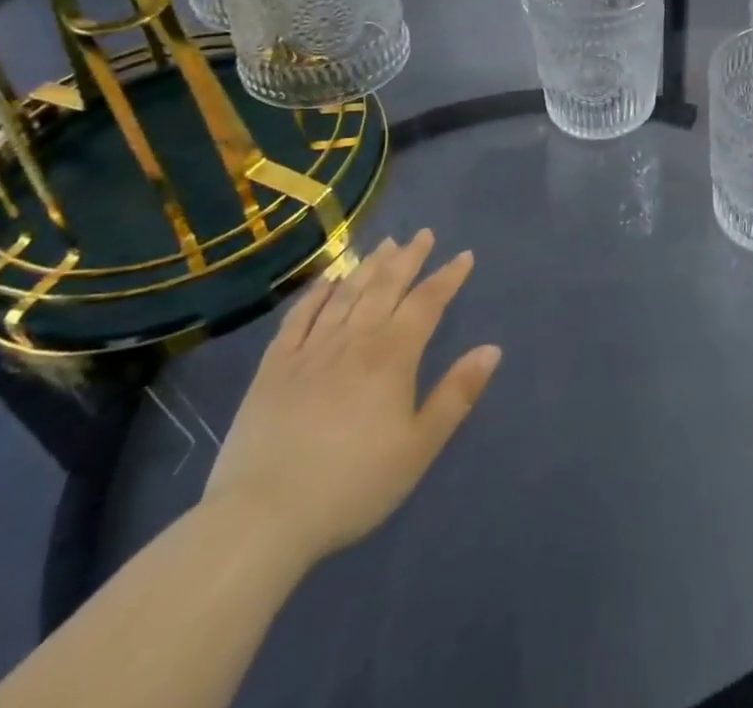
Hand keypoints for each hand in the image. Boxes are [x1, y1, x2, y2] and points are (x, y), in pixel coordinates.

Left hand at [202, 231, 500, 567]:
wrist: (261, 518)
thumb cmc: (352, 485)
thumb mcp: (418, 447)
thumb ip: (457, 394)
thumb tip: (492, 349)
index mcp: (393, 355)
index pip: (427, 302)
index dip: (448, 277)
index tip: (464, 255)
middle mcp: (354, 339)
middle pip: (387, 286)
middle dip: (409, 257)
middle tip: (423, 234)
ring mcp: (310, 349)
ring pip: (347, 293)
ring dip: (370, 265)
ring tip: (385, 243)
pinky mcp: (274, 366)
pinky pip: (300, 316)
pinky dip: (317, 292)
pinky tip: (329, 279)